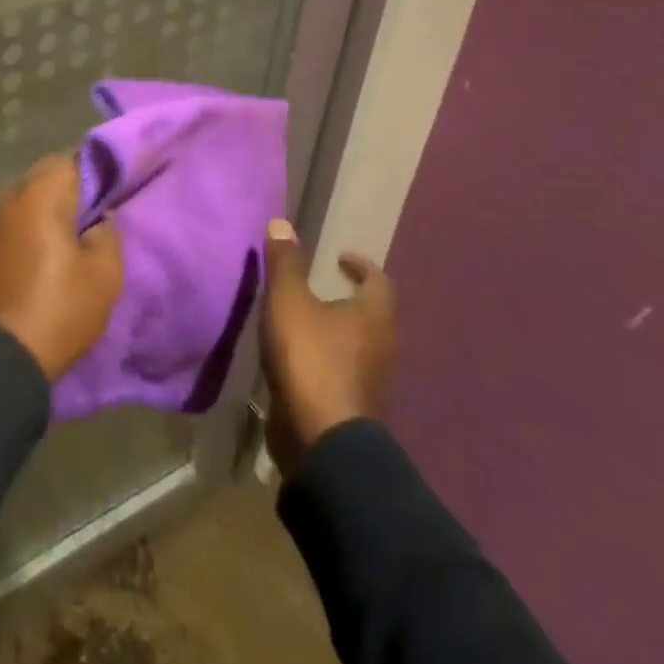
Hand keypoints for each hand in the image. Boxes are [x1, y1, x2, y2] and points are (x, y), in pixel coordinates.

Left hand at [0, 154, 122, 381]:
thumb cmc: (58, 309)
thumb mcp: (104, 276)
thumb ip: (107, 235)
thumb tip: (97, 220)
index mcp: (39, 195)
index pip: (71, 161)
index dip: (95, 171)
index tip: (112, 190)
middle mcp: (8, 197)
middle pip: (44, 176)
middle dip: (70, 189)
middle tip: (96, 213)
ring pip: (26, 199)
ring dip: (47, 209)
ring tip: (72, 234)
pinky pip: (12, 222)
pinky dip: (29, 227)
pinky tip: (45, 251)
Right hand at [258, 221, 395, 474]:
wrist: (323, 439)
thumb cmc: (310, 358)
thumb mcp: (288, 301)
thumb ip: (285, 264)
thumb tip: (282, 223)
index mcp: (374, 316)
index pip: (379, 281)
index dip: (361, 266)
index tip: (340, 258)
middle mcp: (381, 345)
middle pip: (372, 314)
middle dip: (348, 298)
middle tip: (319, 285)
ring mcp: (370, 379)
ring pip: (358, 343)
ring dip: (336, 329)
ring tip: (303, 318)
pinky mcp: (352, 404)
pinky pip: (343, 368)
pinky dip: (326, 356)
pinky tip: (298, 355)